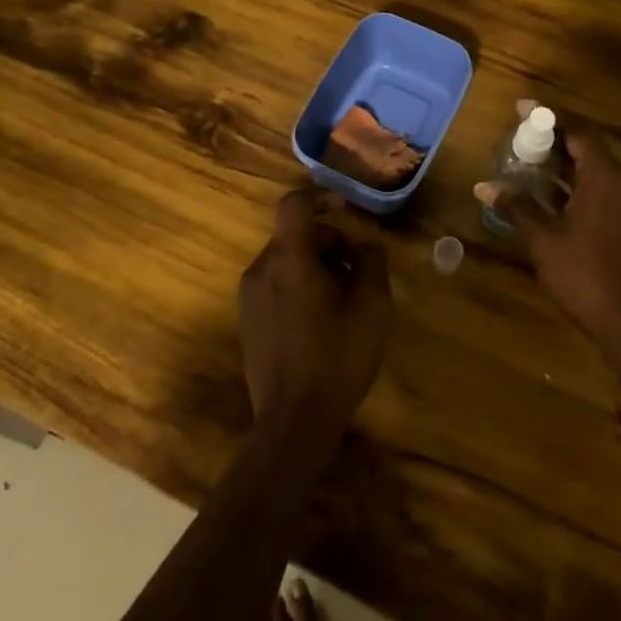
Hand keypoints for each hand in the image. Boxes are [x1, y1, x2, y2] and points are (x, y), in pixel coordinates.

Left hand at [240, 190, 391, 441]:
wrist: (293, 423)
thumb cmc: (337, 358)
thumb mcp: (372, 306)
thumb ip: (371, 262)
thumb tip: (363, 246)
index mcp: (288, 259)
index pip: (294, 205)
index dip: (320, 197)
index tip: (344, 209)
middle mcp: (261, 270)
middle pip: (296, 237)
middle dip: (331, 245)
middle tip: (360, 275)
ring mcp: (250, 297)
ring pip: (288, 262)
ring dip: (318, 268)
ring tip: (345, 303)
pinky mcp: (248, 322)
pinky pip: (277, 286)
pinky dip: (301, 288)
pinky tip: (323, 323)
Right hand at [498, 120, 620, 369]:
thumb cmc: (583, 273)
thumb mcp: (543, 239)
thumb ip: (517, 206)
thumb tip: (484, 186)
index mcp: (605, 177)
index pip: (579, 130)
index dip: (551, 116)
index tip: (522, 109)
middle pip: (589, 147)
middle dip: (556, 139)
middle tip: (523, 139)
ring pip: (598, 169)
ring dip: (566, 164)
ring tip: (532, 164)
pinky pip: (605, 189)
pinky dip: (579, 184)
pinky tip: (554, 197)